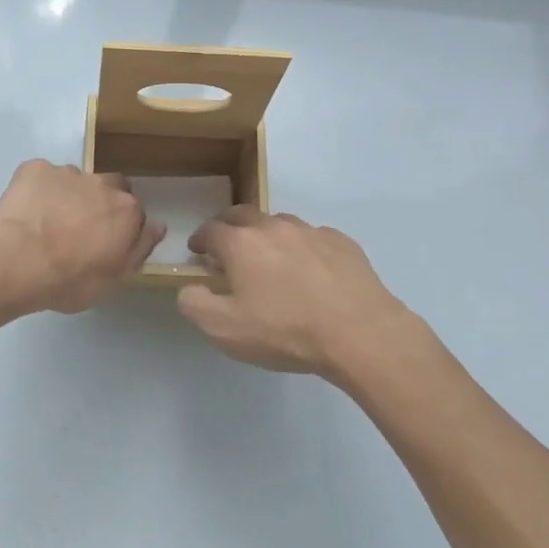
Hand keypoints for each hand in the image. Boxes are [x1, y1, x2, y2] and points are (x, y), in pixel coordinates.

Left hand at [0, 160, 164, 314]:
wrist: (14, 262)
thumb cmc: (68, 280)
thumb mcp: (113, 281)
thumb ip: (138, 250)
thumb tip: (155, 227)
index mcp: (127, 211)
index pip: (135, 214)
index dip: (122, 229)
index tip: (107, 245)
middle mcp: (102, 183)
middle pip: (110, 189)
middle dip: (100, 204)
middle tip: (80, 231)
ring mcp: (67, 172)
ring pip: (75, 181)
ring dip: (69, 196)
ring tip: (47, 223)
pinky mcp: (35, 168)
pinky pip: (43, 176)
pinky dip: (38, 190)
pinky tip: (26, 212)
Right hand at [178, 207, 421, 378]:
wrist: (360, 333)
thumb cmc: (285, 331)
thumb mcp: (224, 330)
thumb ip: (194, 304)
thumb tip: (189, 287)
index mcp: (241, 243)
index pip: (210, 230)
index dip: (200, 240)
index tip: (198, 253)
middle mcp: (273, 227)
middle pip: (243, 214)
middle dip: (229, 227)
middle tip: (228, 248)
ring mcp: (311, 231)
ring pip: (279, 224)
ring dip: (267, 236)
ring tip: (271, 261)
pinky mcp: (342, 242)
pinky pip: (313, 238)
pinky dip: (302, 248)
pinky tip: (311, 272)